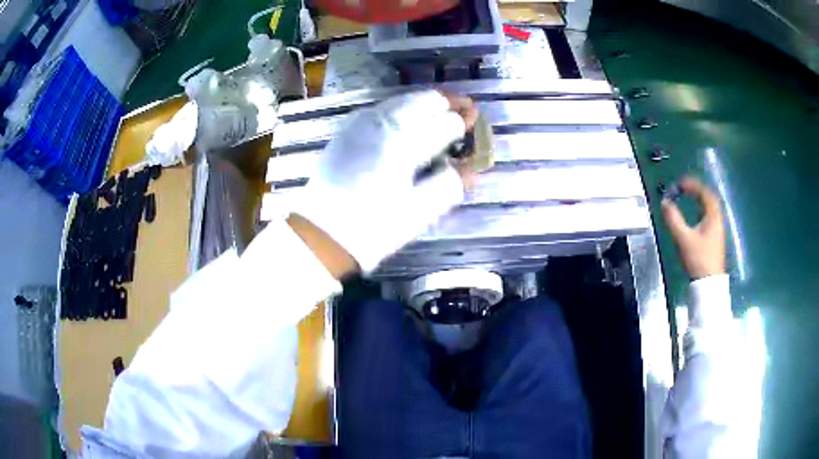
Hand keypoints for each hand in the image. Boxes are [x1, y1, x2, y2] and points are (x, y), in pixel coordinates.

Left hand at [292, 90, 475, 273]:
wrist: (323, 233)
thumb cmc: (374, 227)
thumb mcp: (419, 212)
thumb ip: (449, 185)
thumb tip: (469, 169)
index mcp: (404, 142)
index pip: (444, 122)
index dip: (464, 121)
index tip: (475, 120)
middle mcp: (383, 122)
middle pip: (424, 99)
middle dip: (448, 102)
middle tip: (464, 109)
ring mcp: (361, 122)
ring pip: (402, 99)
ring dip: (426, 103)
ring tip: (441, 110)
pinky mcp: (348, 129)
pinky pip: (383, 108)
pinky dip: (403, 109)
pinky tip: (408, 120)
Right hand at [660, 177, 725, 280]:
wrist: (708, 284)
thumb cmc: (698, 259)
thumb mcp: (684, 239)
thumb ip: (673, 219)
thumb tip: (664, 202)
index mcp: (713, 217)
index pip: (704, 193)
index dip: (692, 185)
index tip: (679, 184)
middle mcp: (717, 220)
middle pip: (709, 199)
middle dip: (696, 190)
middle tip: (684, 188)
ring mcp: (717, 231)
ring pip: (710, 208)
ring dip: (699, 200)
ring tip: (688, 198)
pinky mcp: (714, 240)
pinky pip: (709, 217)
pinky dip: (700, 210)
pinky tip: (694, 216)